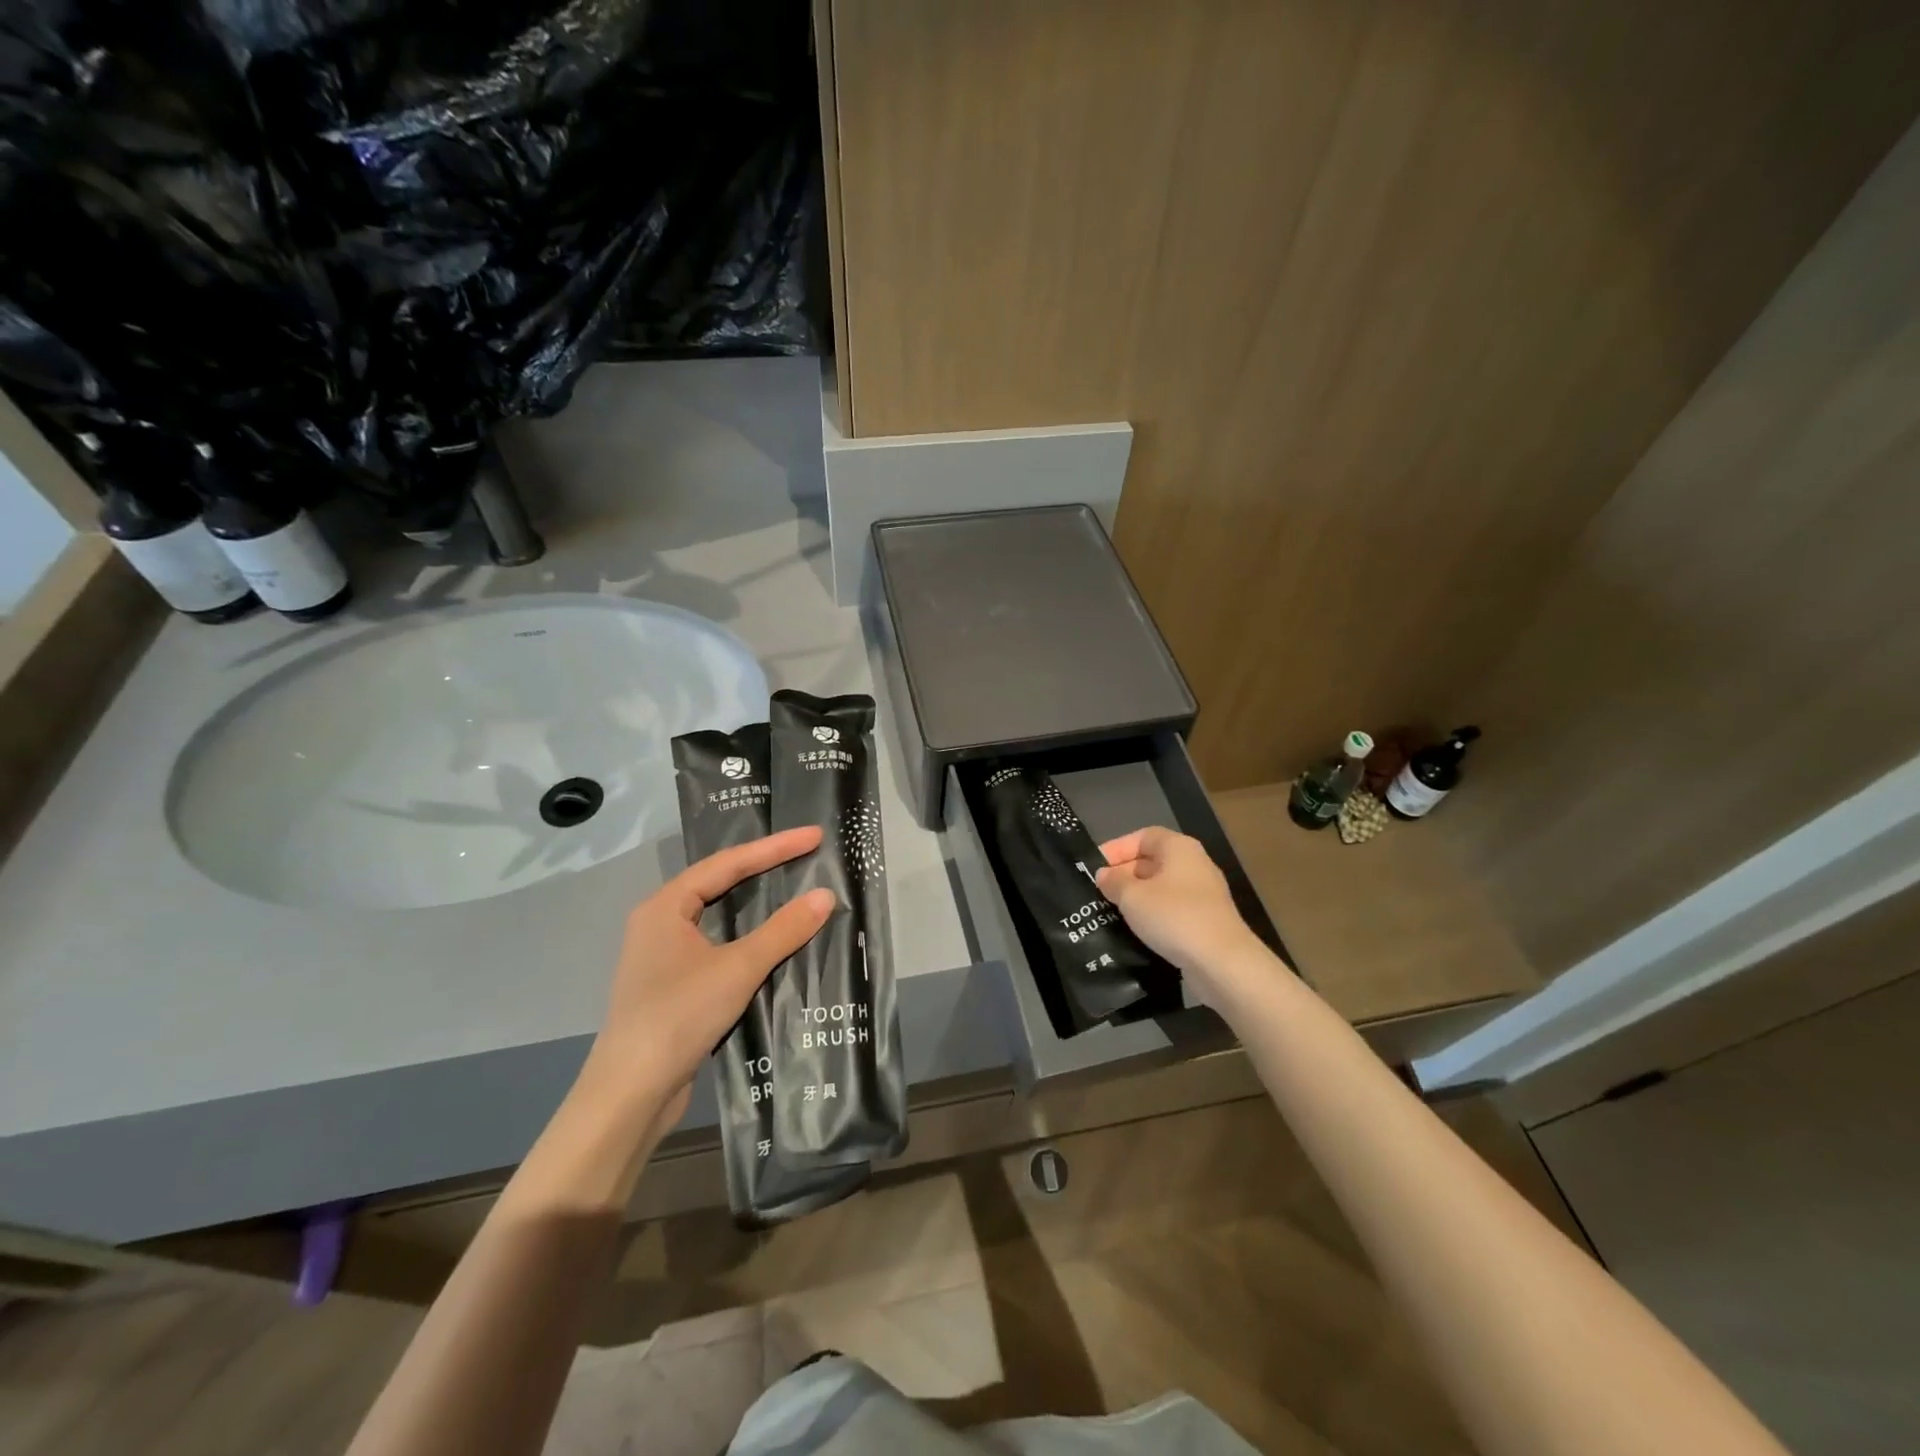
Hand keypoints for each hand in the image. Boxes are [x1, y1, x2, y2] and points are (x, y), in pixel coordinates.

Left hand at [576, 827, 833, 1130]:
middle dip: (764, 867)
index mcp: (665, 906)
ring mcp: (664, 955)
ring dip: (756, 903)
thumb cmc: (678, 1016)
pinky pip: (717, 944)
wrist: (630, 1094)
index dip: (774, 847)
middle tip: (807, 855)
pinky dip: (747, 936)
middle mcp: (660, 922)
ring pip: (718, 916)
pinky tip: (772, 941)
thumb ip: (783, 931)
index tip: (814, 837)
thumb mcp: (738, 968)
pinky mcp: (673, 984)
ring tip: (794, 887)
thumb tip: (825, 895)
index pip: (728, 864)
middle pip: (720, 883)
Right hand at [1096, 827, 1265, 999]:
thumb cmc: (1174, 917)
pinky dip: (1152, 916)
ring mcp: (1203, 894)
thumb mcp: (1132, 897)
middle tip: (1097, 893)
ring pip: (1160, 888)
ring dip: (1136, 898)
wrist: (1223, 963)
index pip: (1143, 836)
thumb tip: (1104, 875)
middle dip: (1123, 874)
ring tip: (1109, 912)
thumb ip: (1113, 881)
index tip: (1094, 867)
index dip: (1117, 848)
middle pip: (1152, 861)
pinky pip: (1171, 909)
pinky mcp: (1205, 921)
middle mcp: (1194, 865)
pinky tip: (1134, 930)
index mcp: (1179, 848)